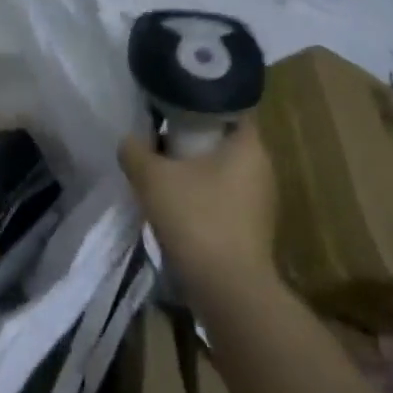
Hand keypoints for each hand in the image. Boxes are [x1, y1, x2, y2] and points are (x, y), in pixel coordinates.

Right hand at [119, 117, 281, 305]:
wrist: (228, 289)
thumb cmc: (196, 219)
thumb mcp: (152, 178)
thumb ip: (135, 151)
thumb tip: (129, 141)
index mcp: (249, 146)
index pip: (229, 108)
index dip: (199, 104)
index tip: (171, 107)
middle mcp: (263, 169)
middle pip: (223, 141)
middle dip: (191, 140)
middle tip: (158, 141)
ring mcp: (261, 201)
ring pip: (222, 172)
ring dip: (194, 171)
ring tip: (162, 175)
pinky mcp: (253, 228)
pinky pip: (224, 199)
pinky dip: (202, 197)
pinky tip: (177, 207)